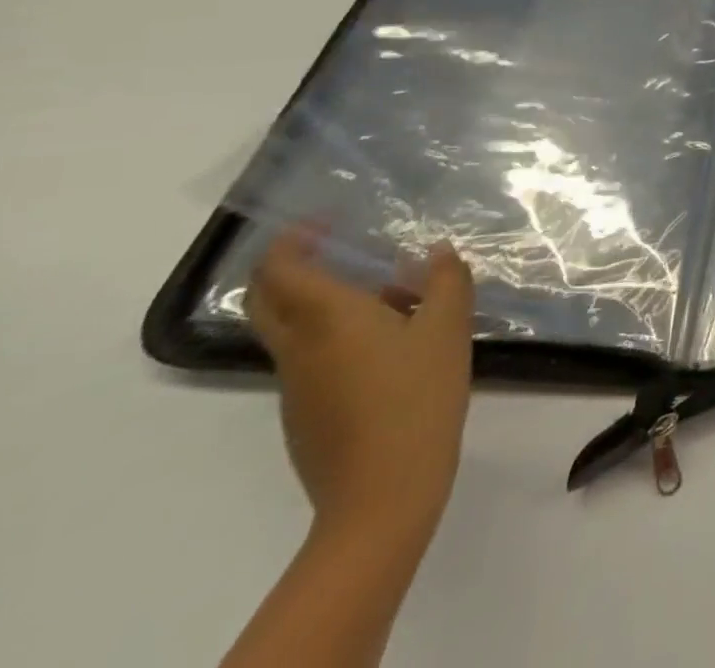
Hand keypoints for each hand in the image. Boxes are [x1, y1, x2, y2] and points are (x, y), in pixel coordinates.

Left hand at [247, 232, 474, 543]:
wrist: (383, 493)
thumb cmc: (416, 396)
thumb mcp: (448, 327)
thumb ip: (446, 280)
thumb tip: (437, 252)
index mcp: (328, 319)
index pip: (280, 270)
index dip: (292, 240)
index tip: (325, 220)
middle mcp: (300, 348)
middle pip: (266, 299)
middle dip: (287, 266)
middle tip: (333, 246)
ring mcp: (296, 386)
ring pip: (290, 329)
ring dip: (320, 300)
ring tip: (388, 293)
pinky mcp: (306, 415)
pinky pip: (309, 358)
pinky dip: (334, 334)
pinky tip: (390, 344)